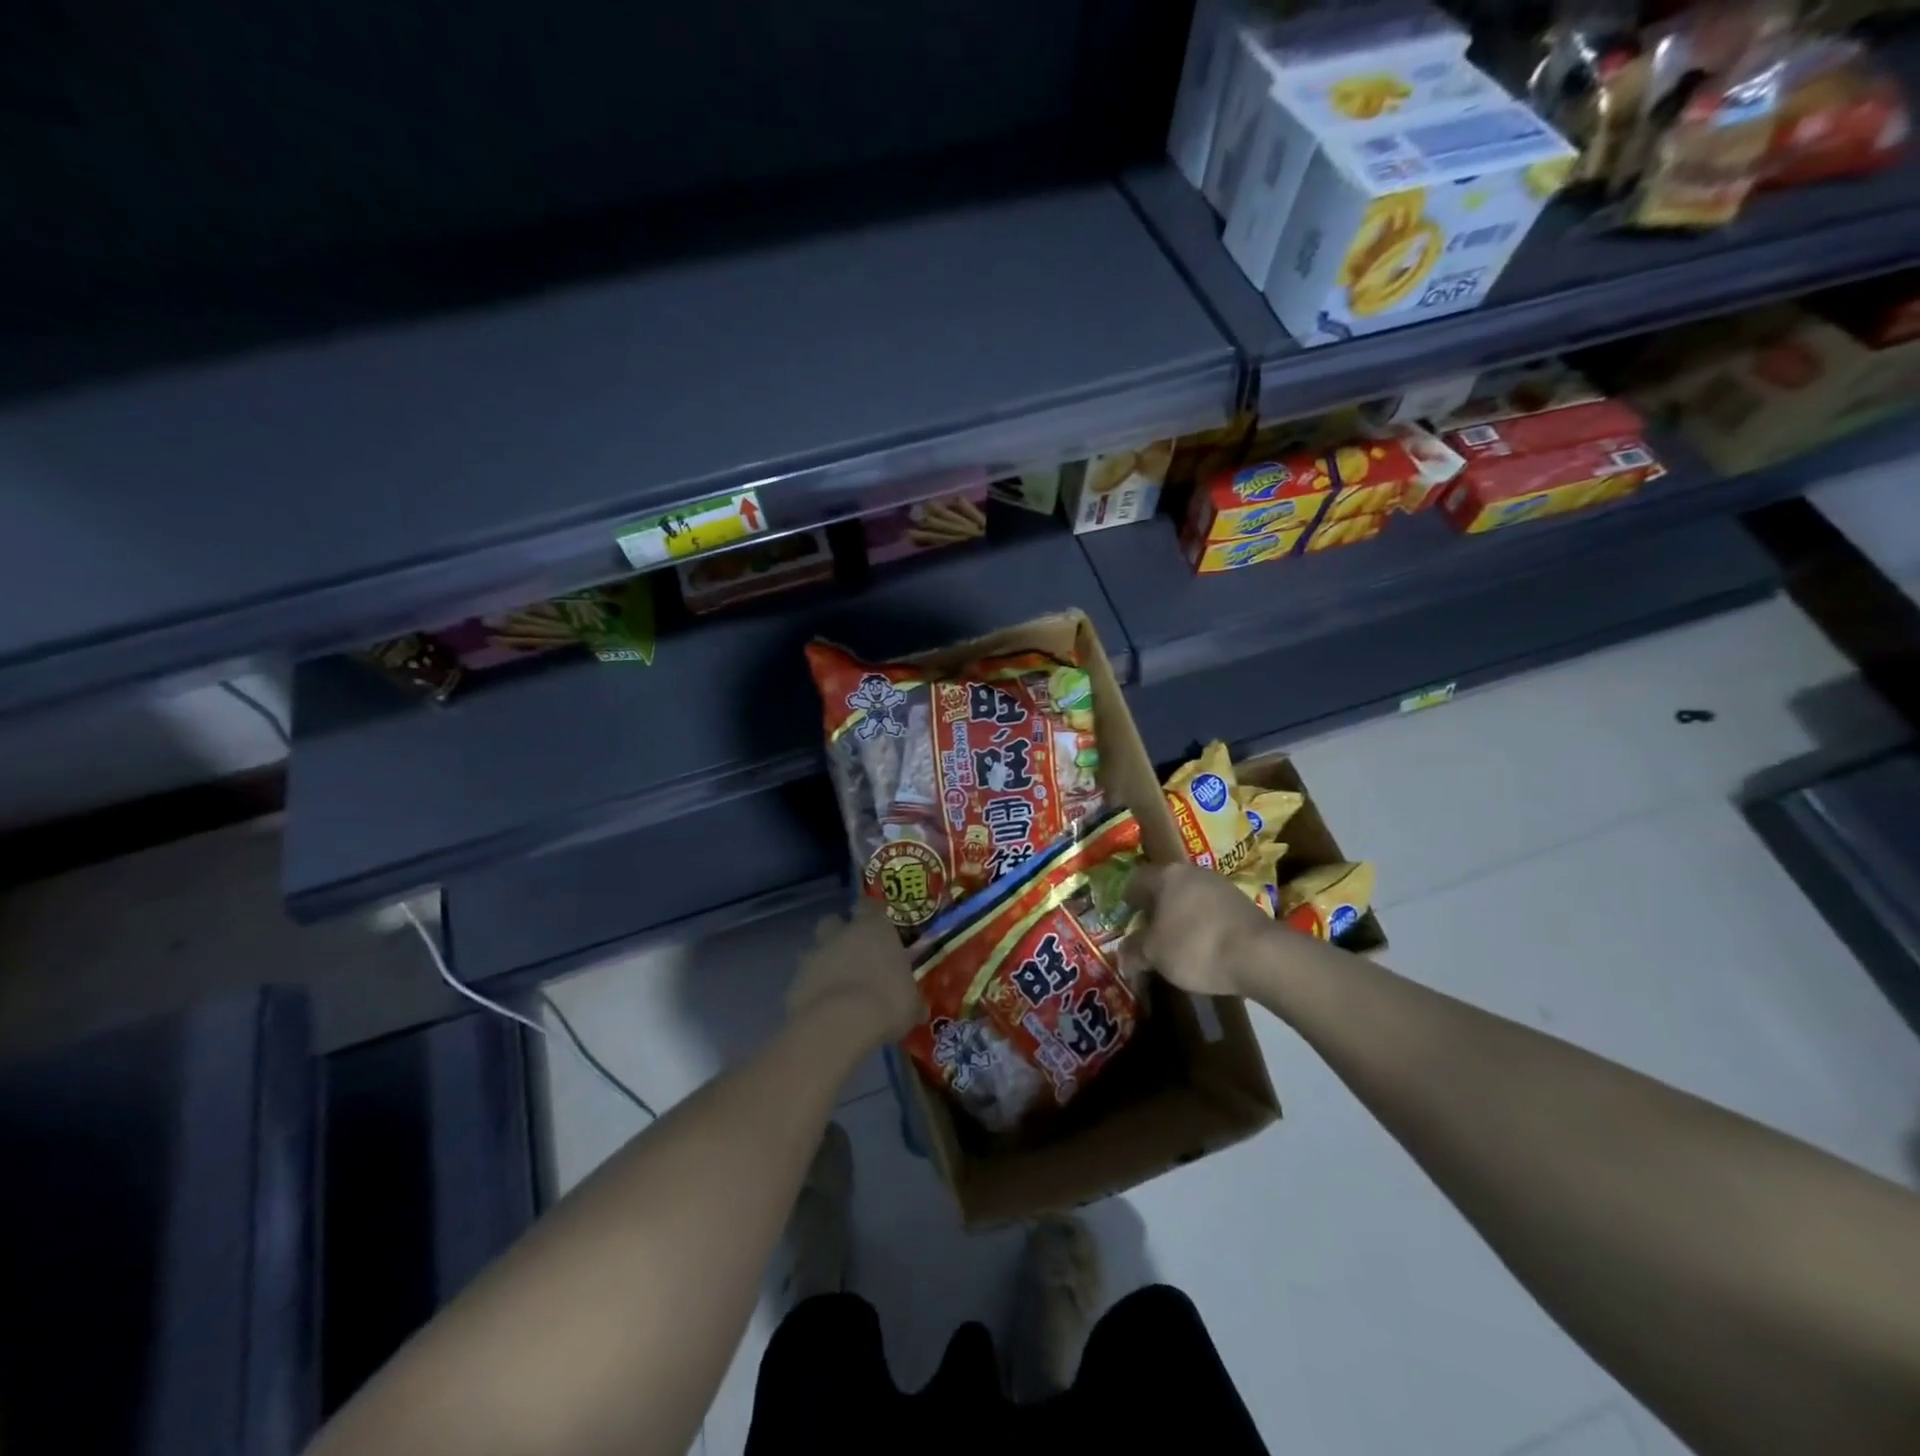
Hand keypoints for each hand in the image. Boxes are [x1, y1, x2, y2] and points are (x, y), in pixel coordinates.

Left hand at [787, 899, 922, 1050]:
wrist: (840, 1024)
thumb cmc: (886, 1003)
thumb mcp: (911, 1005)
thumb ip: (911, 999)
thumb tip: (919, 1008)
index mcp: (874, 928)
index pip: (868, 905)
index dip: (870, 915)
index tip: (877, 927)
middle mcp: (841, 934)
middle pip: (834, 922)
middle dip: (839, 934)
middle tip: (853, 955)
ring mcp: (814, 956)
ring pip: (816, 951)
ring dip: (824, 963)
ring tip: (838, 988)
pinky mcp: (794, 982)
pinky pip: (804, 981)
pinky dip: (812, 990)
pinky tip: (823, 1010)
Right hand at [1124, 862, 1275, 996]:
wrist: (1260, 955)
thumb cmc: (1195, 946)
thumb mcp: (1154, 954)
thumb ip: (1134, 951)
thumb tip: (1123, 956)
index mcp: (1166, 875)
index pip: (1136, 879)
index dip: (1127, 898)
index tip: (1125, 918)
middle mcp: (1192, 872)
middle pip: (1165, 886)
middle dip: (1155, 908)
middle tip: (1148, 932)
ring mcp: (1221, 885)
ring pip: (1190, 897)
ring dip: (1180, 915)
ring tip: (1176, 942)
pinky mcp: (1242, 903)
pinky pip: (1211, 910)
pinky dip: (1202, 924)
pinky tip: (1203, 946)